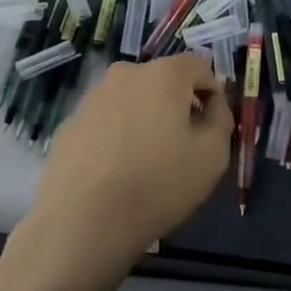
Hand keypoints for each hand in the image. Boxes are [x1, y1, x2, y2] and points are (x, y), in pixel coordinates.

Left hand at [18, 55, 232, 290]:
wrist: (80, 222)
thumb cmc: (157, 184)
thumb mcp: (213, 155)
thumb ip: (222, 119)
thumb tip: (212, 104)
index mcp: (164, 74)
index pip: (200, 67)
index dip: (213, 94)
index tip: (212, 126)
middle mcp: (125, 74)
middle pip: (163, 81)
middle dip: (177, 105)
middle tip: (182, 146)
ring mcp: (92, 97)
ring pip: (132, 100)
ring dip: (145, 120)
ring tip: (146, 162)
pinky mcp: (69, 123)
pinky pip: (106, 121)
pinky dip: (117, 136)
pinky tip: (116, 172)